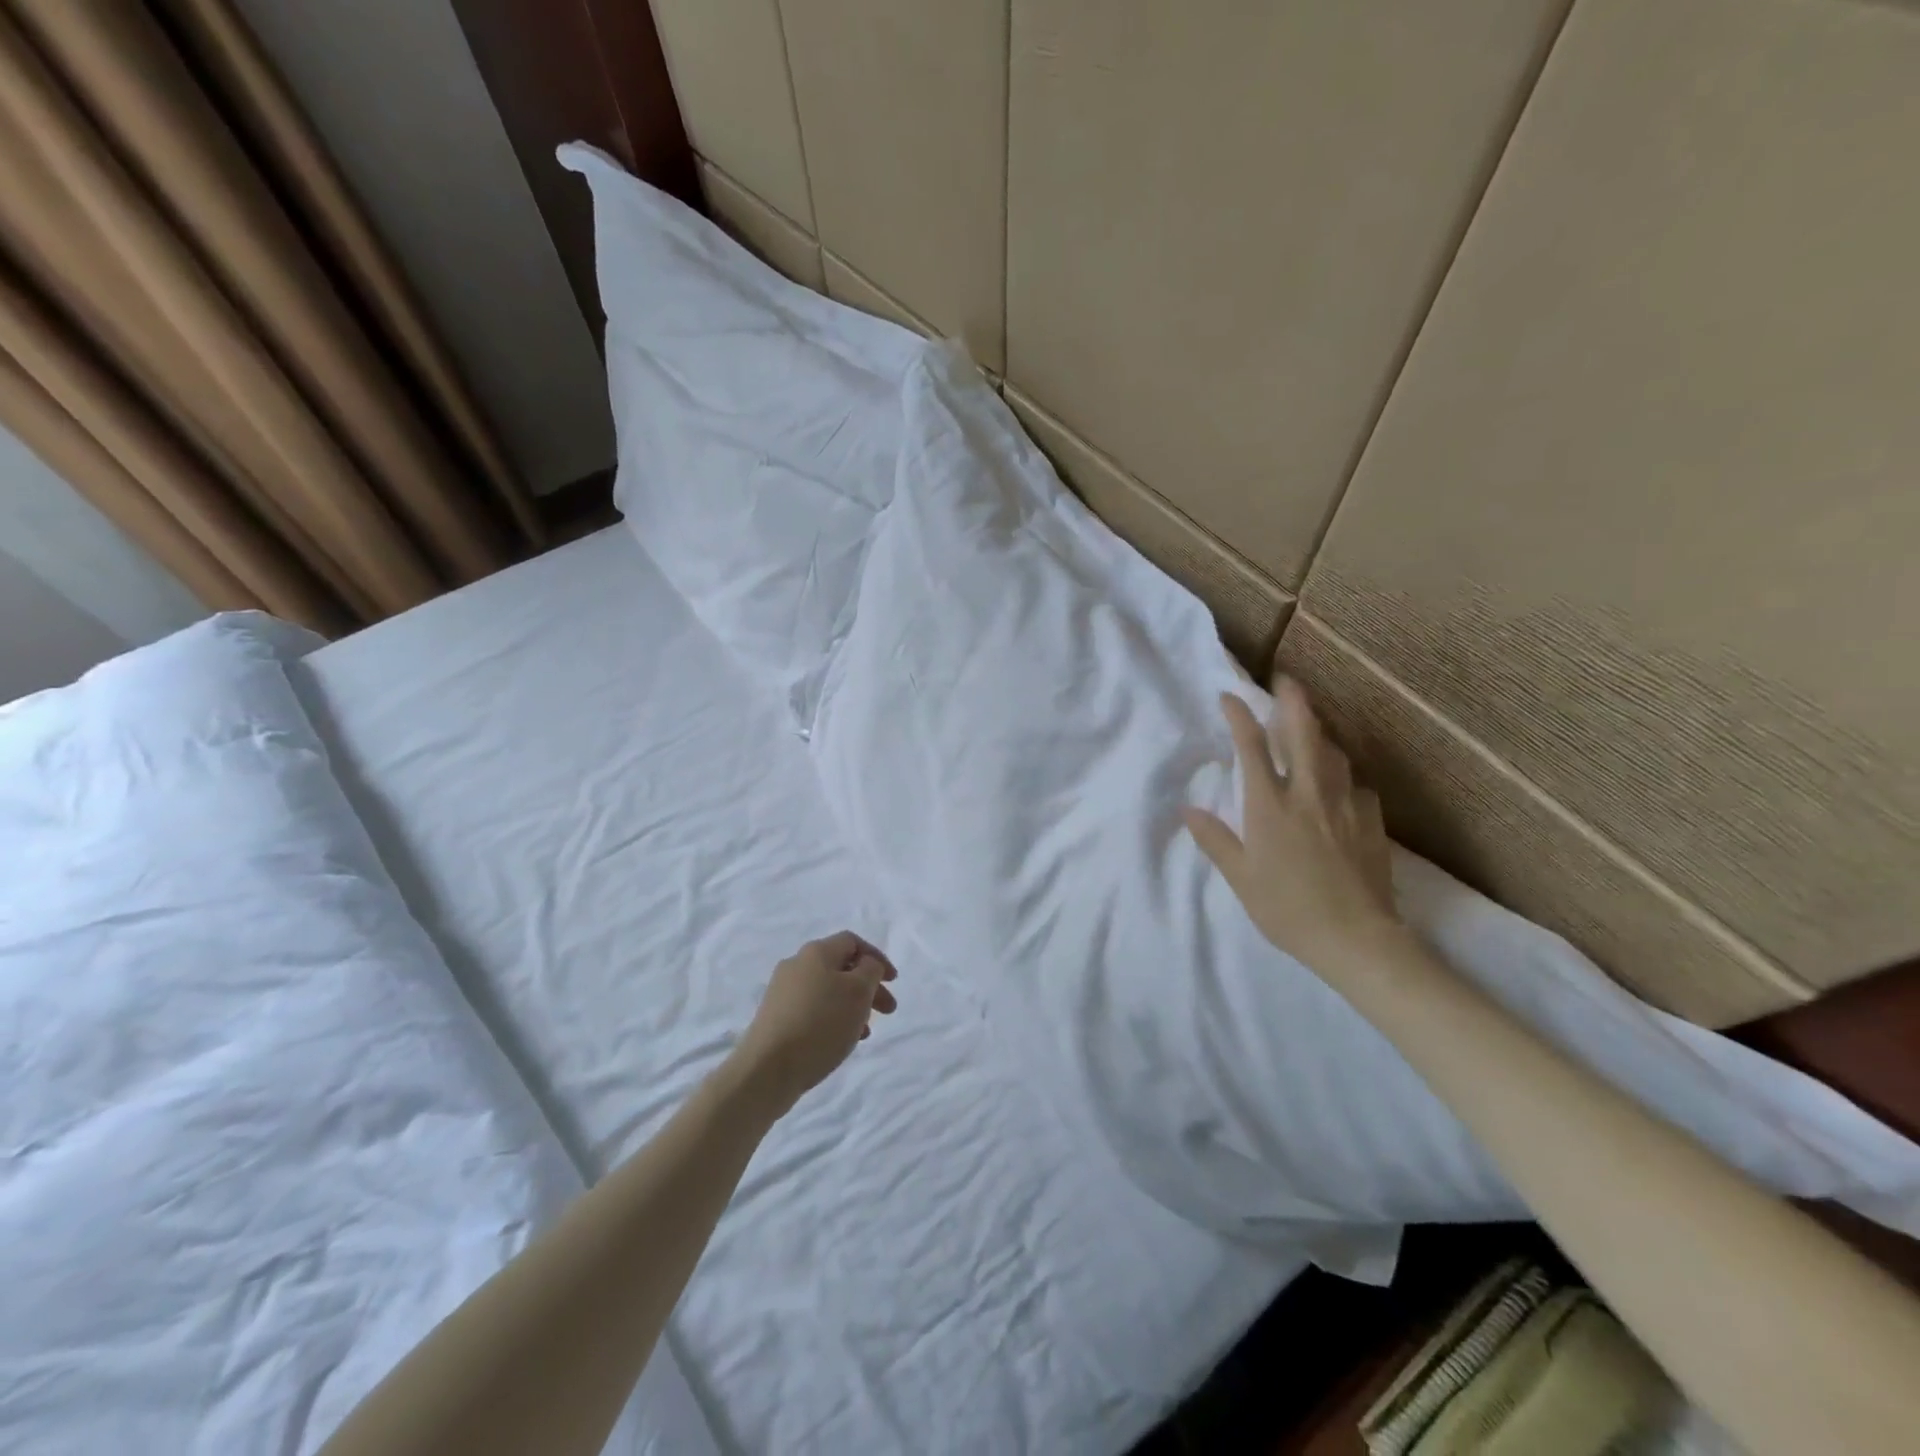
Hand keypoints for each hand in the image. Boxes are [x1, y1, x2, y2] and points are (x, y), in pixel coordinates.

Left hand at [732, 932, 897, 1111]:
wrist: (766, 1069)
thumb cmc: (820, 1024)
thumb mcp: (858, 992)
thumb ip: (870, 970)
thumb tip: (866, 965)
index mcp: (816, 952)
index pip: (852, 942)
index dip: (877, 957)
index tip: (893, 982)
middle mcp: (796, 965)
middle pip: (841, 967)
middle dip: (868, 987)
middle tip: (888, 1010)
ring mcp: (782, 992)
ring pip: (828, 991)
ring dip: (852, 1006)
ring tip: (865, 1032)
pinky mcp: (775, 1018)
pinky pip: (813, 1010)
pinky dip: (833, 1019)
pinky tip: (840, 1041)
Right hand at [1184, 677, 1401, 971]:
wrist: (1356, 938)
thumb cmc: (1287, 909)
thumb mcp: (1241, 879)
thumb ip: (1216, 840)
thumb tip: (1189, 810)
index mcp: (1270, 806)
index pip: (1252, 748)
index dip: (1240, 716)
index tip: (1229, 696)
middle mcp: (1308, 795)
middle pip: (1303, 734)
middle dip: (1293, 702)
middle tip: (1286, 680)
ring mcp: (1345, 806)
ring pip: (1334, 754)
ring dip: (1320, 733)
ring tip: (1312, 726)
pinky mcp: (1371, 822)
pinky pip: (1356, 786)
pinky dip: (1344, 776)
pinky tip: (1341, 785)